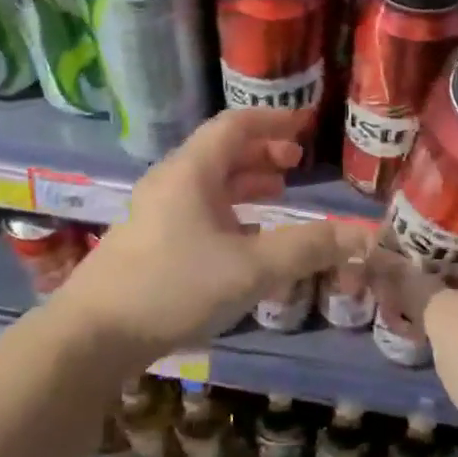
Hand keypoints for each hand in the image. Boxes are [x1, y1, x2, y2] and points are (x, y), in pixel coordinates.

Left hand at [49, 109, 374, 369]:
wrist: (92, 336)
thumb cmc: (174, 287)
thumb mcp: (250, 268)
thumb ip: (308, 248)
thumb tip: (365, 235)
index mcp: (191, 172)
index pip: (236, 125)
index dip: (274, 120)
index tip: (306, 123)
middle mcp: (171, 182)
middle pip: (221, 151)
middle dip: (262, 152)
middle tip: (297, 162)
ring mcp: (155, 213)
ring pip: (208, 183)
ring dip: (245, 181)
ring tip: (278, 193)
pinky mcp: (148, 242)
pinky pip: (197, 209)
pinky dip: (228, 210)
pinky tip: (244, 239)